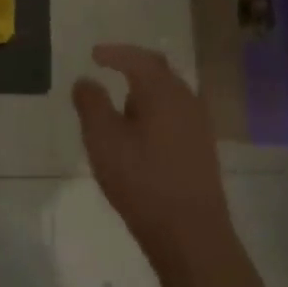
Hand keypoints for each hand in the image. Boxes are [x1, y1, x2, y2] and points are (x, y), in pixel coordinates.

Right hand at [73, 45, 233, 264]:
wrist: (190, 233)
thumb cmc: (142, 180)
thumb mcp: (103, 139)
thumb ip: (91, 104)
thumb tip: (85, 80)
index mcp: (163, 92)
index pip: (139, 59)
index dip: (115, 53)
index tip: (94, 54)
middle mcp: (186, 100)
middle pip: (160, 71)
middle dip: (133, 66)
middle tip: (110, 67)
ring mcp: (199, 125)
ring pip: (169, 94)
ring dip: (145, 91)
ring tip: (121, 103)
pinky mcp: (202, 149)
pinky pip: (176, 114)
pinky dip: (155, 111)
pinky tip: (142, 131)